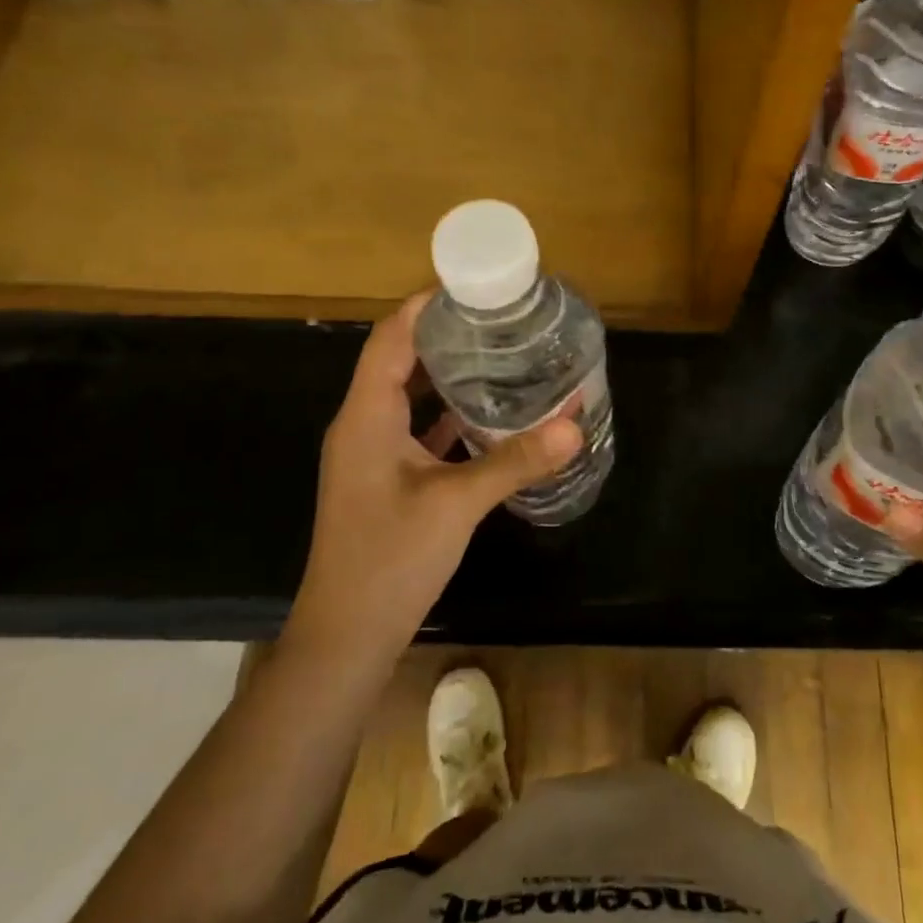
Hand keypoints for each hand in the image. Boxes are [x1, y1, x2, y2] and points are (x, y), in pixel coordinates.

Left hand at [285, 293, 582, 661]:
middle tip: (502, 319)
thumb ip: (515, 460)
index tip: (474, 286)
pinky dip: (451, 415)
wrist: (347, 637)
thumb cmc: (390, 560)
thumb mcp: (457, 505)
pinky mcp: (388, 478)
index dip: (427, 305)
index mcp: (366, 415)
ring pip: (413, 396)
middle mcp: (364, 424)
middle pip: (403, 359)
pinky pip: (420, 429)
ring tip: (502, 354)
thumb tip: (575, 422)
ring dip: (451, 375)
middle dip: (448, 335)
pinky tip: (492, 414)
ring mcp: (374, 453)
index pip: (392, 337)